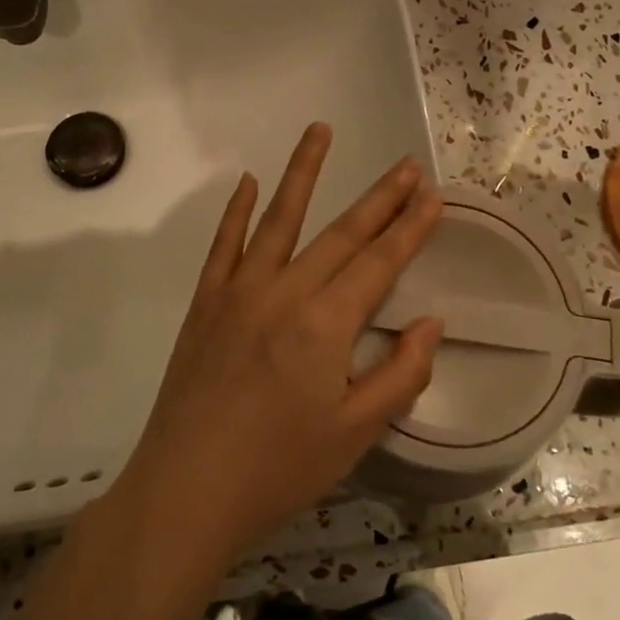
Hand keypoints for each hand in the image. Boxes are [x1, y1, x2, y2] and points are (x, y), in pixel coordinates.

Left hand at [113, 124, 444, 564]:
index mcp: (326, 323)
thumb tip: (430, 323)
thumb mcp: (356, 435)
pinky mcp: (205, 302)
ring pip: (279, 218)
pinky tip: (249, 181)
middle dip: (380, 197)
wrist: (186, 489)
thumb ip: (400, 374)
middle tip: (407, 164)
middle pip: (341, 233)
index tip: (434, 194)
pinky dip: (237, 211)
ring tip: (321, 130)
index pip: (380, 262)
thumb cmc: (279, 468)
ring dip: (303, 172)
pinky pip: (224, 244)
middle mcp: (284, 291)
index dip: (411, 227)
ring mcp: (239, 290)